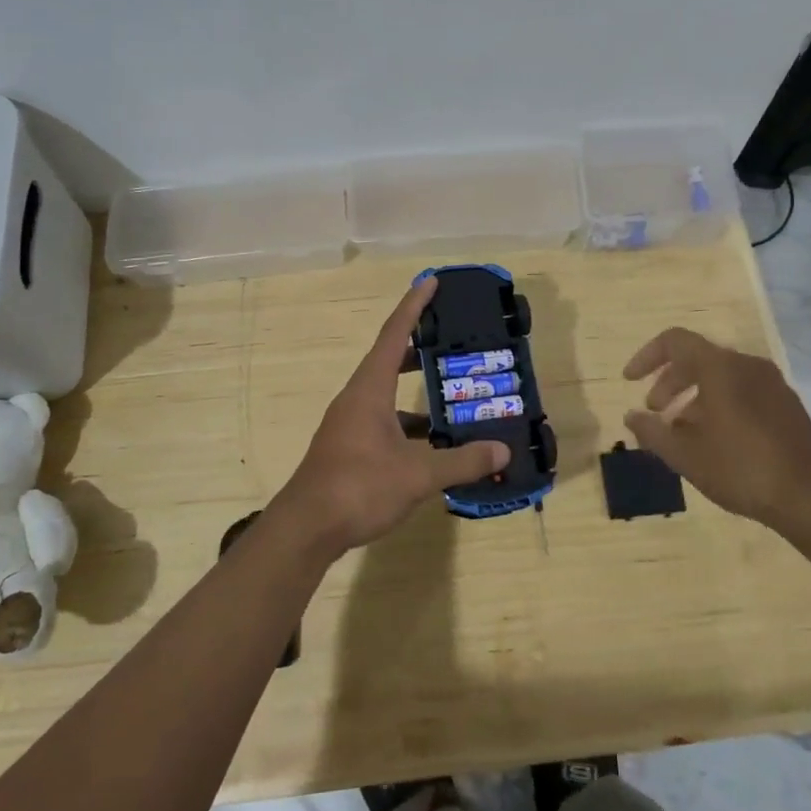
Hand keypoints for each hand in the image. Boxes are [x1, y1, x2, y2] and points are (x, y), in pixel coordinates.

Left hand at [273, 278, 509, 557]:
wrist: (307, 528)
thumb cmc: (360, 487)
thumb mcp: (418, 474)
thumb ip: (462, 460)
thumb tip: (503, 451)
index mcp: (369, 389)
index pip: (394, 334)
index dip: (414, 306)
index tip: (431, 281)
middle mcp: (356, 399)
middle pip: (389, 360)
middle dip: (420, 348)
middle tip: (452, 342)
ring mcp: (349, 425)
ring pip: (387, 395)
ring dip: (416, 393)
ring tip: (453, 397)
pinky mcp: (348, 449)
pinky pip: (383, 423)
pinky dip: (408, 426)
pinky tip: (433, 445)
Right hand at [621, 327, 810, 545]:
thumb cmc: (741, 469)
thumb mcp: (685, 455)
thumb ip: (652, 431)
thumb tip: (632, 417)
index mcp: (720, 368)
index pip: (674, 341)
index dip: (646, 356)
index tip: (630, 381)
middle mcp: (747, 365)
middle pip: (697, 359)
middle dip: (668, 382)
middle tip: (654, 412)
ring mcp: (772, 384)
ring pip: (721, 377)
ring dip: (692, 397)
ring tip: (680, 432)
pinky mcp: (787, 405)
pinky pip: (742, 391)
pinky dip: (718, 405)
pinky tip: (713, 441)